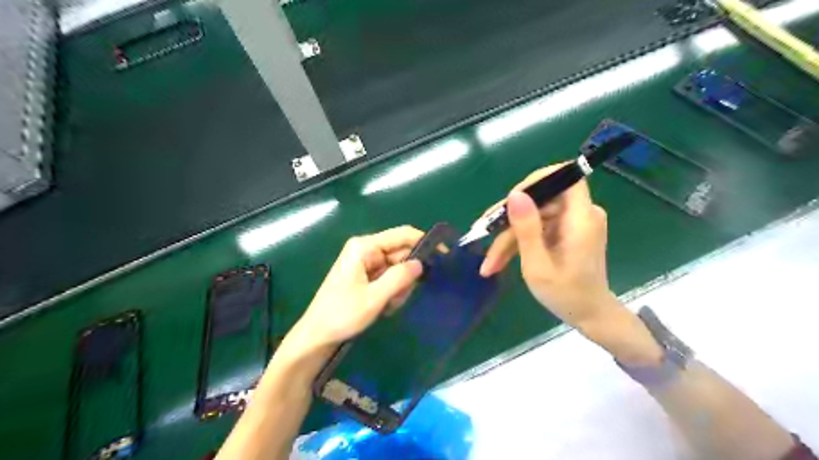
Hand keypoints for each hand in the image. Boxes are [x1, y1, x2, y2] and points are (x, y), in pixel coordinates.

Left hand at [288, 225, 425, 352]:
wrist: (317, 336)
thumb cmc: (342, 315)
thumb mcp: (374, 298)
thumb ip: (399, 278)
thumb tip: (421, 263)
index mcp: (364, 247)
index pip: (402, 235)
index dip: (424, 242)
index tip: (443, 256)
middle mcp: (366, 250)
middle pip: (401, 254)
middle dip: (406, 276)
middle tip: (401, 297)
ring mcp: (366, 263)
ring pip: (398, 269)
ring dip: (399, 288)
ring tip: (387, 305)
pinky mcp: (366, 276)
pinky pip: (390, 278)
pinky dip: (392, 292)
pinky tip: (384, 307)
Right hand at [482, 166, 614, 326]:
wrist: (589, 316)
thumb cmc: (567, 295)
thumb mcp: (538, 266)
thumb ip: (527, 229)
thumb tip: (515, 194)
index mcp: (581, 219)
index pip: (566, 178)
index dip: (538, 180)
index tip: (511, 199)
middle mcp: (579, 215)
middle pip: (540, 200)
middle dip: (509, 219)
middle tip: (482, 233)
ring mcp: (571, 223)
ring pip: (532, 217)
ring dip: (508, 237)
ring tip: (488, 263)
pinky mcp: (563, 232)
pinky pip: (537, 228)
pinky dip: (518, 242)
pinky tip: (498, 261)